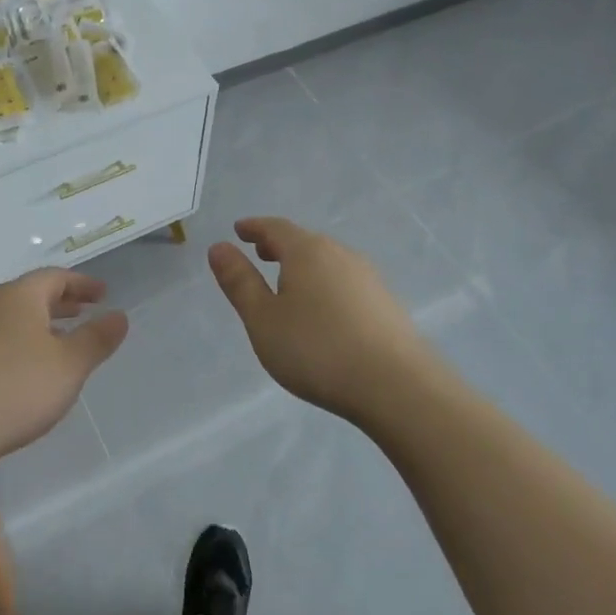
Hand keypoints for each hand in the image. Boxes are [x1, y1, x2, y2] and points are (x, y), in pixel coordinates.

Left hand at [0, 268, 128, 470]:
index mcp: (20, 296)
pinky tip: (22, 370)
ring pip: (11, 318)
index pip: (56, 277)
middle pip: (31, 294)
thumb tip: (119, 316)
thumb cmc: (13, 389)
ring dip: (38, 324)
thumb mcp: (68, 366)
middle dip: (61, 302)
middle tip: (84, 311)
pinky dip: (17, 344)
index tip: (103, 294)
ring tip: (57, 341)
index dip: (82, 284)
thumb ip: (96, 340)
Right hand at [208, 217, 429, 421]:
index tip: (239, 230)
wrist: (396, 386)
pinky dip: (325, 285)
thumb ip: (239, 282)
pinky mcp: (386, 304)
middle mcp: (341, 254)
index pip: (275, 228)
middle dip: (279, 245)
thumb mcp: (263, 319)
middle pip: (305, 241)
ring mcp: (369, 278)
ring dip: (304, 266)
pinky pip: (346, 282)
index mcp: (307, 251)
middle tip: (261, 254)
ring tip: (289, 284)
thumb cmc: (316, 349)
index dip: (254, 228)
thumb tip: (219, 247)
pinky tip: (324, 311)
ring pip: (328, 262)